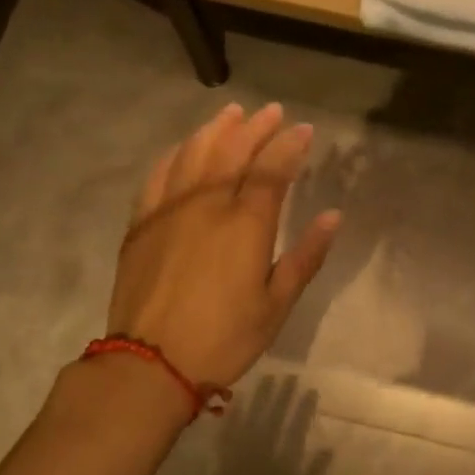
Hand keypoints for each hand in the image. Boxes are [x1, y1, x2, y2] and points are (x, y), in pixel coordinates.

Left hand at [108, 102, 340, 389]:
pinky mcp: (141, 224)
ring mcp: (168, 210)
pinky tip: (184, 148)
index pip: (272, 170)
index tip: (304, 129)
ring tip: (231, 114)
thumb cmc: (224, 338)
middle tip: (272, 112)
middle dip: (255, 128)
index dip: (289, 146)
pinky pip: (159, 175)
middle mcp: (206, 205)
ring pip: (193, 155)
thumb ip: (305, 256)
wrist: (150, 363)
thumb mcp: (276, 305)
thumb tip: (332, 216)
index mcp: (245, 224)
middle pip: (232, 152)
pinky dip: (175, 154)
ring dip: (215, 130)